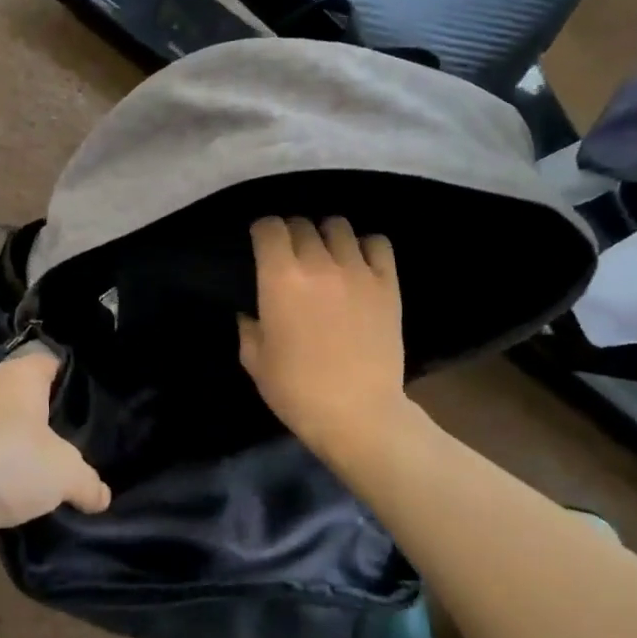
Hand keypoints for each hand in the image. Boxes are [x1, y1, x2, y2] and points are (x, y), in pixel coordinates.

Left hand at [0, 348, 110, 559]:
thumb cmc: (8, 461)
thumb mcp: (65, 473)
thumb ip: (87, 482)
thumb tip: (102, 496)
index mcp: (21, 376)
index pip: (51, 360)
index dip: (72, 374)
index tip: (94, 395)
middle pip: (28, 397)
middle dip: (50, 418)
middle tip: (82, 439)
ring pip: (6, 432)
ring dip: (23, 451)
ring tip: (55, 472)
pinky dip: (1, 477)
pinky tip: (22, 497)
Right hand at [238, 216, 406, 460]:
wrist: (358, 413)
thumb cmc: (297, 390)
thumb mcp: (255, 361)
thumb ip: (249, 328)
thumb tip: (252, 313)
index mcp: (280, 278)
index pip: (269, 227)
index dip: (262, 231)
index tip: (260, 244)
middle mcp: (318, 263)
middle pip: (302, 224)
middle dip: (291, 234)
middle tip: (290, 256)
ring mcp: (357, 271)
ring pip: (338, 227)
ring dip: (325, 236)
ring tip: (325, 255)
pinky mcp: (387, 284)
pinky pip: (378, 244)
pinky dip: (365, 246)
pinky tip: (358, 263)